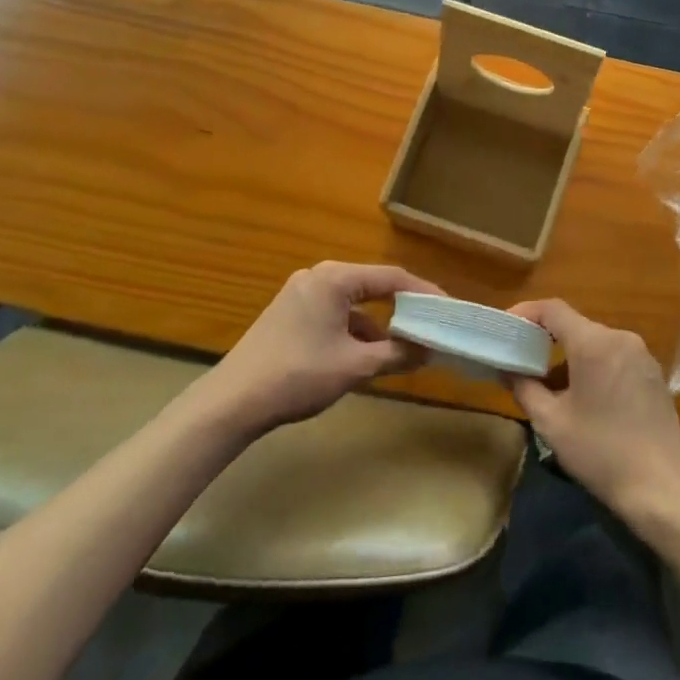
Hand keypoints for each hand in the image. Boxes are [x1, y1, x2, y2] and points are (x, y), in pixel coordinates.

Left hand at [202, 262, 436, 436]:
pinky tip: (364, 358)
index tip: (448, 309)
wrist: (231, 403)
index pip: (392, 278)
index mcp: (335, 278)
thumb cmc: (298, 375)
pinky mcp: (289, 314)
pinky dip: (353, 332)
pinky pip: (334, 315)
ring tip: (402, 351)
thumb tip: (428, 350)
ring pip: (353, 304)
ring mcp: (300, 294)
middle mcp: (318, 276)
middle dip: (402, 309)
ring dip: (377, 326)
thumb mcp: (355, 366)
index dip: (424, 293)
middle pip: (372, 287)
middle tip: (430, 326)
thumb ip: (396, 354)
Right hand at [506, 300, 679, 533]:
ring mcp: (641, 354)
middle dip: (546, 337)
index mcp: (594, 343)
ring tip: (550, 382)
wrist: (661, 487)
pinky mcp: (653, 373)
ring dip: (570, 354)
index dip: (526, 313)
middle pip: (575, 325)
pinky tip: (585, 395)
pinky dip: (594, 364)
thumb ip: (524, 388)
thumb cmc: (600, 452)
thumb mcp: (551, 423)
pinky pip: (615, 356)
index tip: (506, 328)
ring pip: (596, 341)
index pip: (553, 309)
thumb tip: (508, 370)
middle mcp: (620, 338)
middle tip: (522, 358)